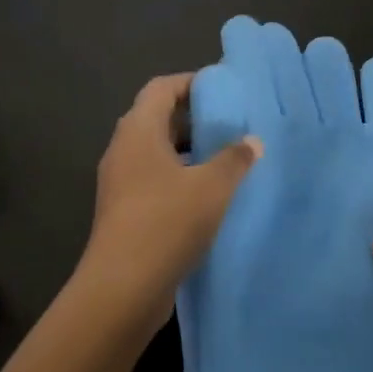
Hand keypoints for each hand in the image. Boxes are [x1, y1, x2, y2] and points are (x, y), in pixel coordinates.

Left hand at [79, 73, 262, 336]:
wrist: (122, 288)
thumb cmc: (166, 222)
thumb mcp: (211, 187)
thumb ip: (235, 159)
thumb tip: (252, 141)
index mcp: (138, 131)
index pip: (161, 88)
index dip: (191, 83)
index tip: (223, 88)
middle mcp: (123, 150)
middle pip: (157, 119)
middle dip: (193, 118)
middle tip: (231, 122)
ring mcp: (120, 183)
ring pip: (157, 153)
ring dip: (189, 152)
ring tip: (227, 158)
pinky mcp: (124, 212)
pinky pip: (154, 181)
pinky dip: (180, 179)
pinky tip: (210, 197)